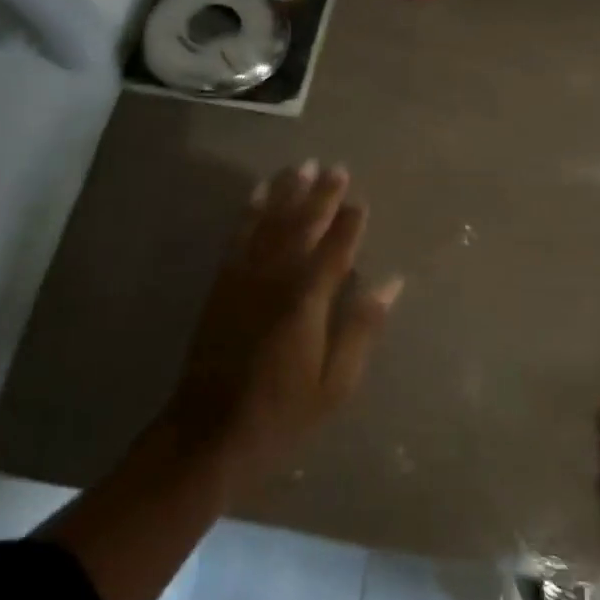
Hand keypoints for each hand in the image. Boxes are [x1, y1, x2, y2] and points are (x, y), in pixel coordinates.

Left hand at [165, 160, 403, 477]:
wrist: (208, 434)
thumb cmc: (282, 414)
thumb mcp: (335, 384)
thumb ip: (361, 328)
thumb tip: (391, 283)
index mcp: (307, 302)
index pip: (335, 250)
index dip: (350, 224)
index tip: (361, 201)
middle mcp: (275, 280)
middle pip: (302, 227)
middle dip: (321, 196)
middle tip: (337, 168)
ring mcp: (244, 278)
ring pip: (270, 223)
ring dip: (287, 192)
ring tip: (302, 166)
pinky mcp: (222, 284)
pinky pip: (238, 236)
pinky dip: (250, 210)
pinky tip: (258, 193)